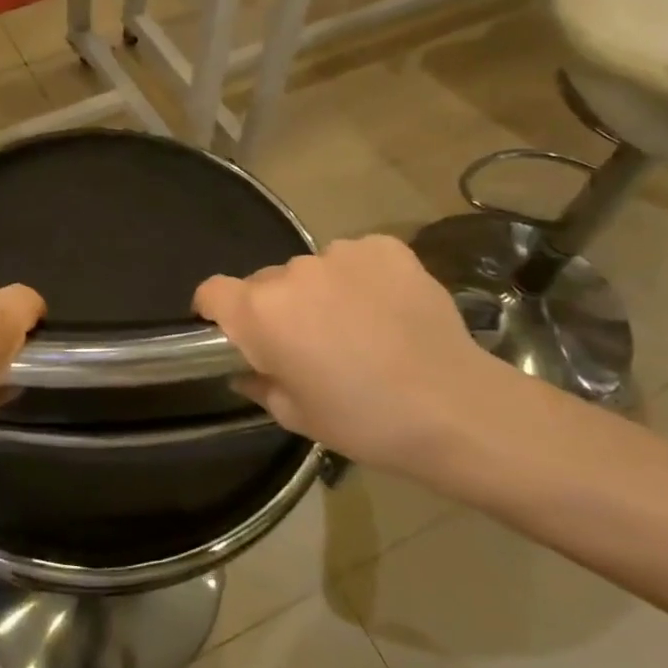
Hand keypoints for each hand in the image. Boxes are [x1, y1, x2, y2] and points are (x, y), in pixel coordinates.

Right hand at [194, 234, 528, 481]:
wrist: (454, 408)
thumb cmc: (364, 420)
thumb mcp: (297, 416)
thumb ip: (259, 384)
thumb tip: (246, 370)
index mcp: (261, 312)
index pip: (212, 291)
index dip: (215, 311)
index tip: (232, 333)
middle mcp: (292, 272)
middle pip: (266, 282)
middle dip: (277, 308)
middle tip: (309, 343)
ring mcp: (341, 253)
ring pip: (312, 270)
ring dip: (321, 292)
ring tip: (358, 328)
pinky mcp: (384, 247)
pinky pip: (355, 258)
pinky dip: (360, 279)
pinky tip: (387, 310)